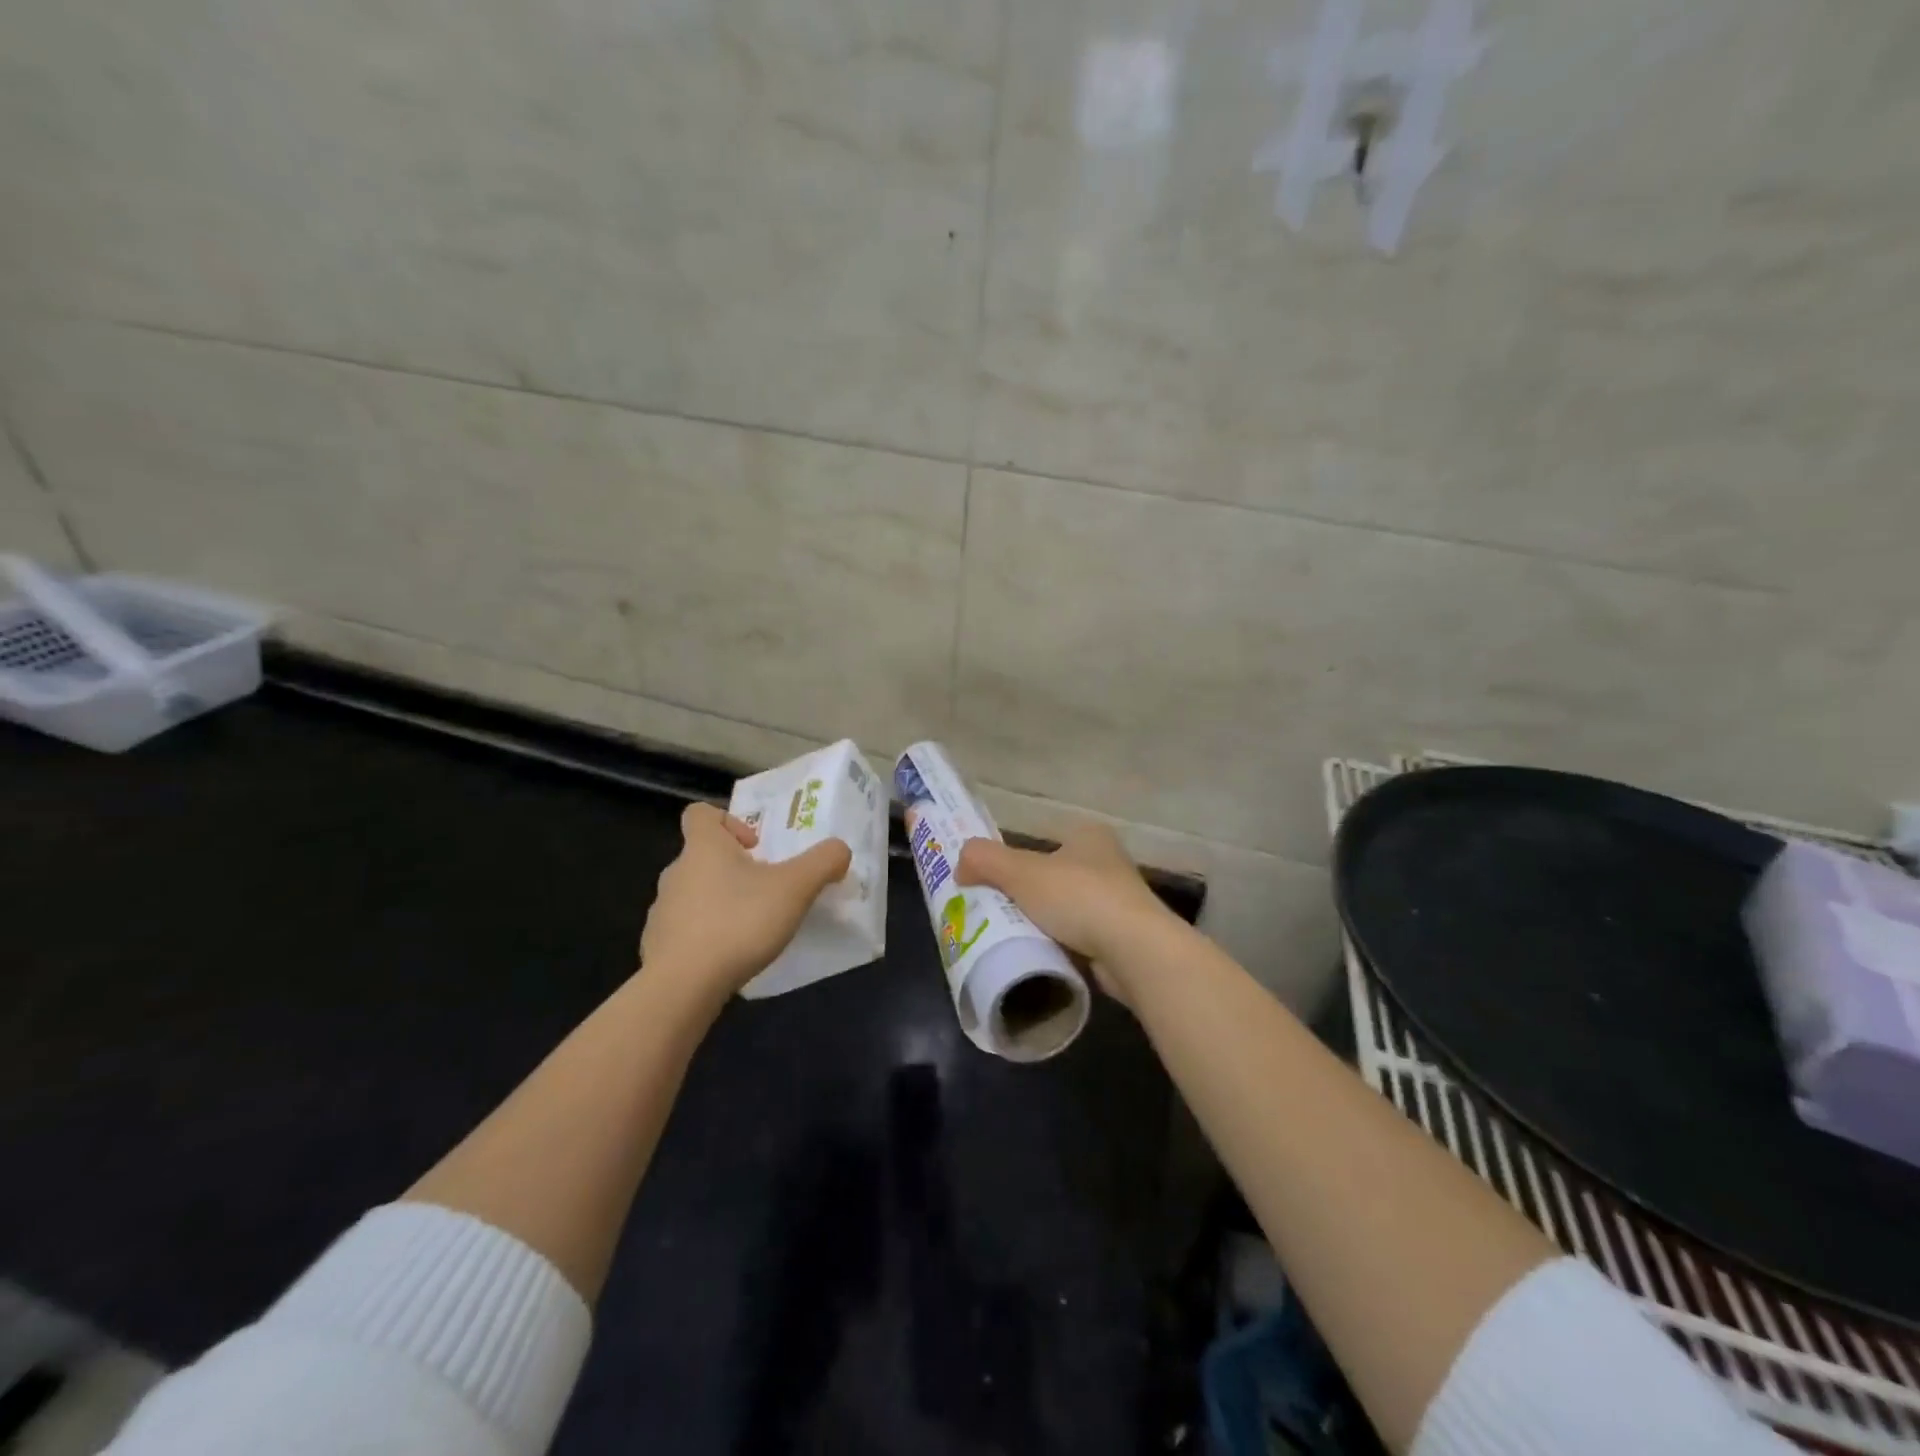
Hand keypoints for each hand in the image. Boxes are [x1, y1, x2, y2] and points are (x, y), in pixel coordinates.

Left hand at [640, 802, 851, 997]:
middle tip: (766, 890)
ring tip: (750, 927)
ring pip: (693, 894)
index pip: (700, 813)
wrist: (683, 986)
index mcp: (703, 847)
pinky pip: (684, 930)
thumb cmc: (739, 922)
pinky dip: (705, 936)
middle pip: (702, 856)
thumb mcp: (796, 887)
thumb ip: (823, 862)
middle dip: (733, 869)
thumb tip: (839, 850)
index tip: (755, 847)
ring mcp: (661, 910)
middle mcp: (676, 872)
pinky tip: (728, 957)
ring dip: (720, 902)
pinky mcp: (657, 946)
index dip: (728, 821)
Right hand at [956, 823, 1178, 1000]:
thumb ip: (985, 860)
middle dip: (1025, 894)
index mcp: (1088, 836)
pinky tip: (1039, 957)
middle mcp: (1107, 862)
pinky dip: (1059, 946)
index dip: (1015, 858)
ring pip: (1065, 909)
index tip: (990, 881)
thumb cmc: (1078, 897)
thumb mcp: (1021, 872)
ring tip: (1010, 938)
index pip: (1043, 840)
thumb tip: (959, 864)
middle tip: (993, 912)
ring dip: (1042, 922)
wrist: (1135, 951)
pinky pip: (1078, 938)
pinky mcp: (1122, 938)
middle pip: (1052, 876)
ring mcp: (1118, 902)